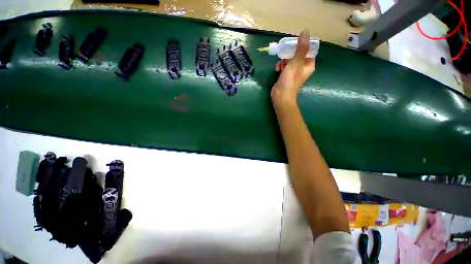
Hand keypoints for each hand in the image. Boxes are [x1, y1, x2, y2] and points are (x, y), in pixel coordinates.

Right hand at [271, 30, 315, 106]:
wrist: (281, 95)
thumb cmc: (290, 80)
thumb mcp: (296, 62)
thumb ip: (301, 48)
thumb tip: (306, 31)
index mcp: (309, 64)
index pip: (308, 50)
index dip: (301, 45)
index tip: (294, 43)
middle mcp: (302, 67)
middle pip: (297, 54)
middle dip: (289, 53)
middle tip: (284, 54)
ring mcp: (293, 72)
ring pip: (289, 60)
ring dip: (283, 60)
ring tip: (280, 64)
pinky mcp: (285, 75)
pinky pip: (284, 66)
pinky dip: (280, 66)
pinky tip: (277, 69)